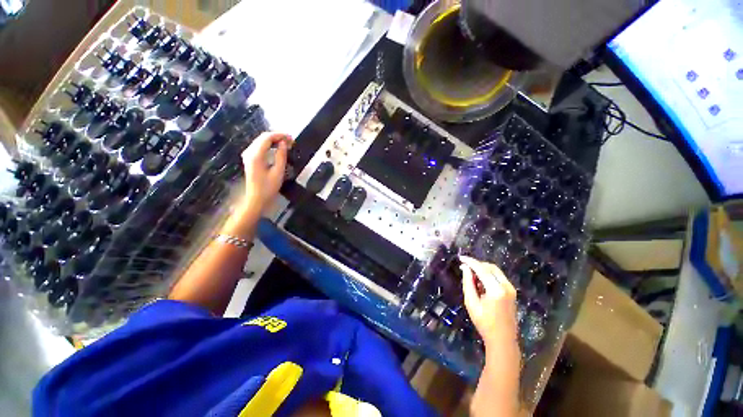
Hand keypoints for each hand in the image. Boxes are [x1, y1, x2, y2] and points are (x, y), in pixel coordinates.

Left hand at [240, 132, 292, 212]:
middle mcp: (249, 152)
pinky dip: (269, 145)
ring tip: (287, 144)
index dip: (280, 135)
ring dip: (274, 140)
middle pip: (263, 137)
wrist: (256, 199)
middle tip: (291, 141)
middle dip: (277, 137)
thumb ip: (281, 156)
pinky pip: (260, 146)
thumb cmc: (268, 188)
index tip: (291, 138)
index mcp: (256, 155)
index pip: (267, 137)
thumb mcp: (278, 172)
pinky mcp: (250, 159)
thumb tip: (284, 143)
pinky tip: (278, 148)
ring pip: (261, 141)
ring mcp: (248, 155)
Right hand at [460, 256, 518, 349]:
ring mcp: (511, 289)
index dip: (470, 262)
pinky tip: (480, 282)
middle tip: (465, 267)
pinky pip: (498, 277)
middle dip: (477, 264)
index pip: (482, 269)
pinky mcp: (512, 291)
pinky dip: (488, 275)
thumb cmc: (484, 323)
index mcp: (496, 290)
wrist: (503, 339)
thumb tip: (465, 268)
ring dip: (483, 269)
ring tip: (471, 275)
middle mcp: (506, 286)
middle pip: (490, 267)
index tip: (461, 258)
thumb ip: (468, 283)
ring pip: (495, 271)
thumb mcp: (471, 303)